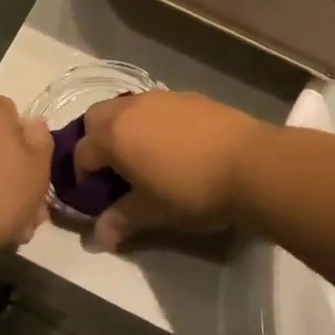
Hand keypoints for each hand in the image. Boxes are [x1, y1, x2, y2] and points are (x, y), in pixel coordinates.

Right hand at [71, 92, 269, 250]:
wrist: (252, 163)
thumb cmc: (193, 190)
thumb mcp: (154, 211)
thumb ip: (122, 219)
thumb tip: (100, 237)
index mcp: (114, 134)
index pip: (82, 152)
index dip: (83, 177)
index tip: (96, 198)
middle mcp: (132, 108)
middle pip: (97, 118)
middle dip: (96, 141)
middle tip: (113, 171)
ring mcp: (162, 97)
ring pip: (128, 108)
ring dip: (125, 128)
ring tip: (145, 158)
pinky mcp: (190, 96)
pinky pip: (157, 106)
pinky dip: (153, 122)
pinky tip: (175, 147)